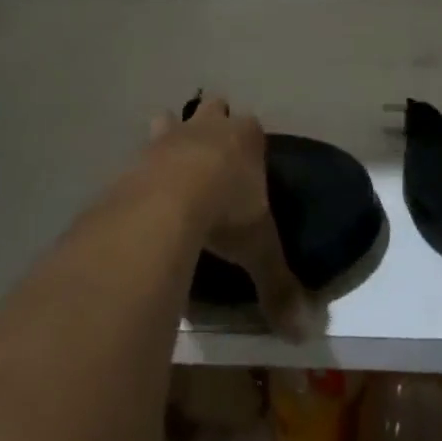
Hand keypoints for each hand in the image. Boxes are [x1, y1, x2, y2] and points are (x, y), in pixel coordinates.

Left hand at [147, 96, 311, 338]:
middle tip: (211, 154)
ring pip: (171, 118)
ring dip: (171, 133)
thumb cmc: (226, 213)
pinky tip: (143, 190)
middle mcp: (209, 127)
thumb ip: (279, 285)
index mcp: (246, 138)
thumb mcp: (259, 250)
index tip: (249, 160)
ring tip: (172, 163)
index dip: (250, 141)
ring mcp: (170, 136)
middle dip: (212, 122)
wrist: (167, 203)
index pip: (253, 126)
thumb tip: (303, 333)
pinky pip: (142, 152)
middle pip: (213, 108)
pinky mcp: (138, 154)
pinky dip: (144, 166)